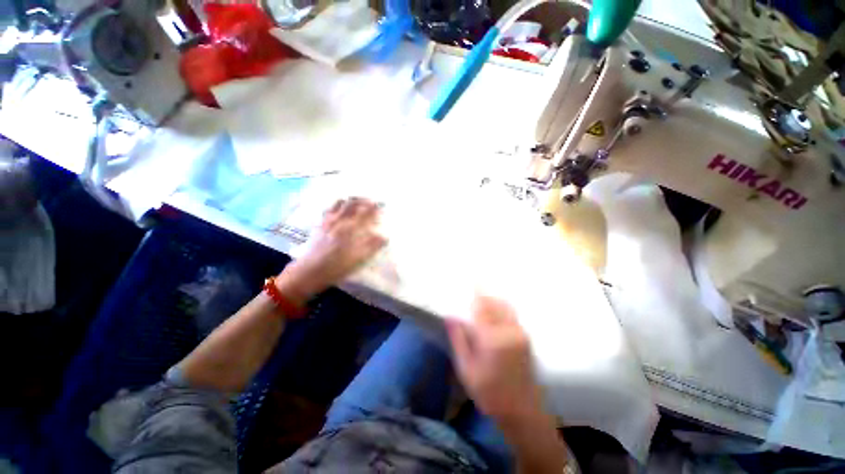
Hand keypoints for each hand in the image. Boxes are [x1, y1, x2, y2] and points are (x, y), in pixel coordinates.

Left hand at [276, 198, 386, 304]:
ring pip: (338, 204)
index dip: (373, 207)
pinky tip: (337, 207)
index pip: (364, 213)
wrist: (308, 272)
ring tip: (356, 201)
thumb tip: (384, 237)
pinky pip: (328, 209)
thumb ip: (371, 246)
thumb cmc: (335, 267)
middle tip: (370, 200)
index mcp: (349, 229)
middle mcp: (339, 221)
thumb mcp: (357, 260)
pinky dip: (335, 204)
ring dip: (349, 200)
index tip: (381, 204)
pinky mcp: (319, 226)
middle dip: (362, 200)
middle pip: (351, 204)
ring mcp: (327, 222)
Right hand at [446, 296, 543, 422]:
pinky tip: (492, 314)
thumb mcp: (466, 368)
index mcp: (492, 338)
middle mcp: (509, 331)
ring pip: (505, 306)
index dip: (476, 292)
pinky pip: (511, 314)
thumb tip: (450, 317)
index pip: (482, 307)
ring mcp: (520, 333)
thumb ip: (459, 339)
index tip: (471, 280)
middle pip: (496, 302)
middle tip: (473, 291)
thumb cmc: (489, 392)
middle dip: (484, 294)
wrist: (522, 411)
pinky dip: (501, 308)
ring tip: (481, 300)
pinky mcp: (525, 338)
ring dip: (493, 300)